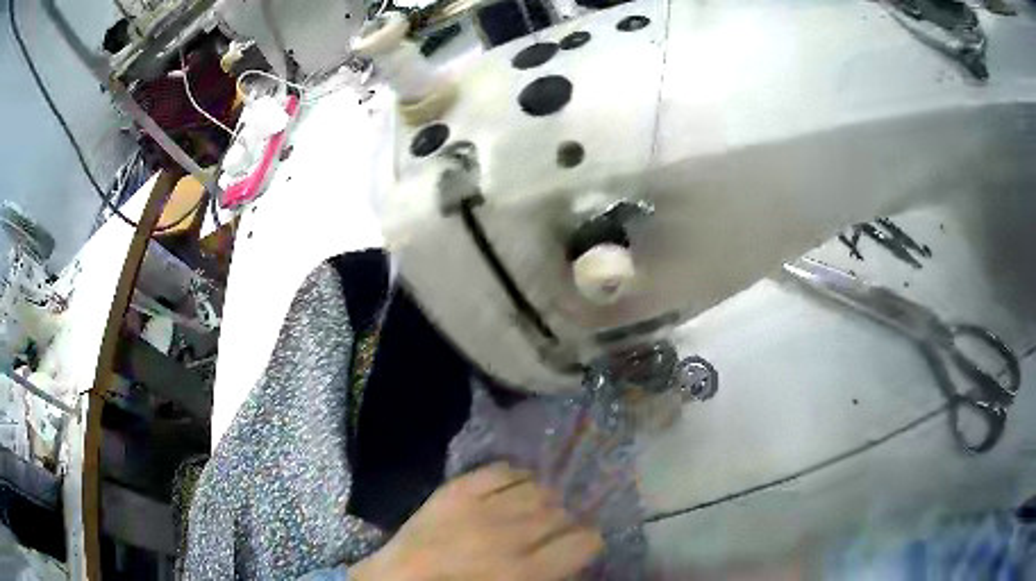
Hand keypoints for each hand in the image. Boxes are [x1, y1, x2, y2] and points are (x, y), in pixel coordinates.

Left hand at [352, 463, 603, 580]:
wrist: (397, 580)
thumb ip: (547, 574)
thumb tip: (573, 552)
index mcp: (523, 572)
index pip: (584, 541)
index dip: (587, 542)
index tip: (580, 545)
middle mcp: (508, 536)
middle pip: (561, 514)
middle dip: (565, 522)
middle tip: (553, 531)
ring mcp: (479, 508)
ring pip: (537, 489)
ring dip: (543, 500)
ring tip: (534, 510)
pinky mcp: (455, 489)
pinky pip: (501, 470)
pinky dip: (516, 475)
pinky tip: (516, 487)